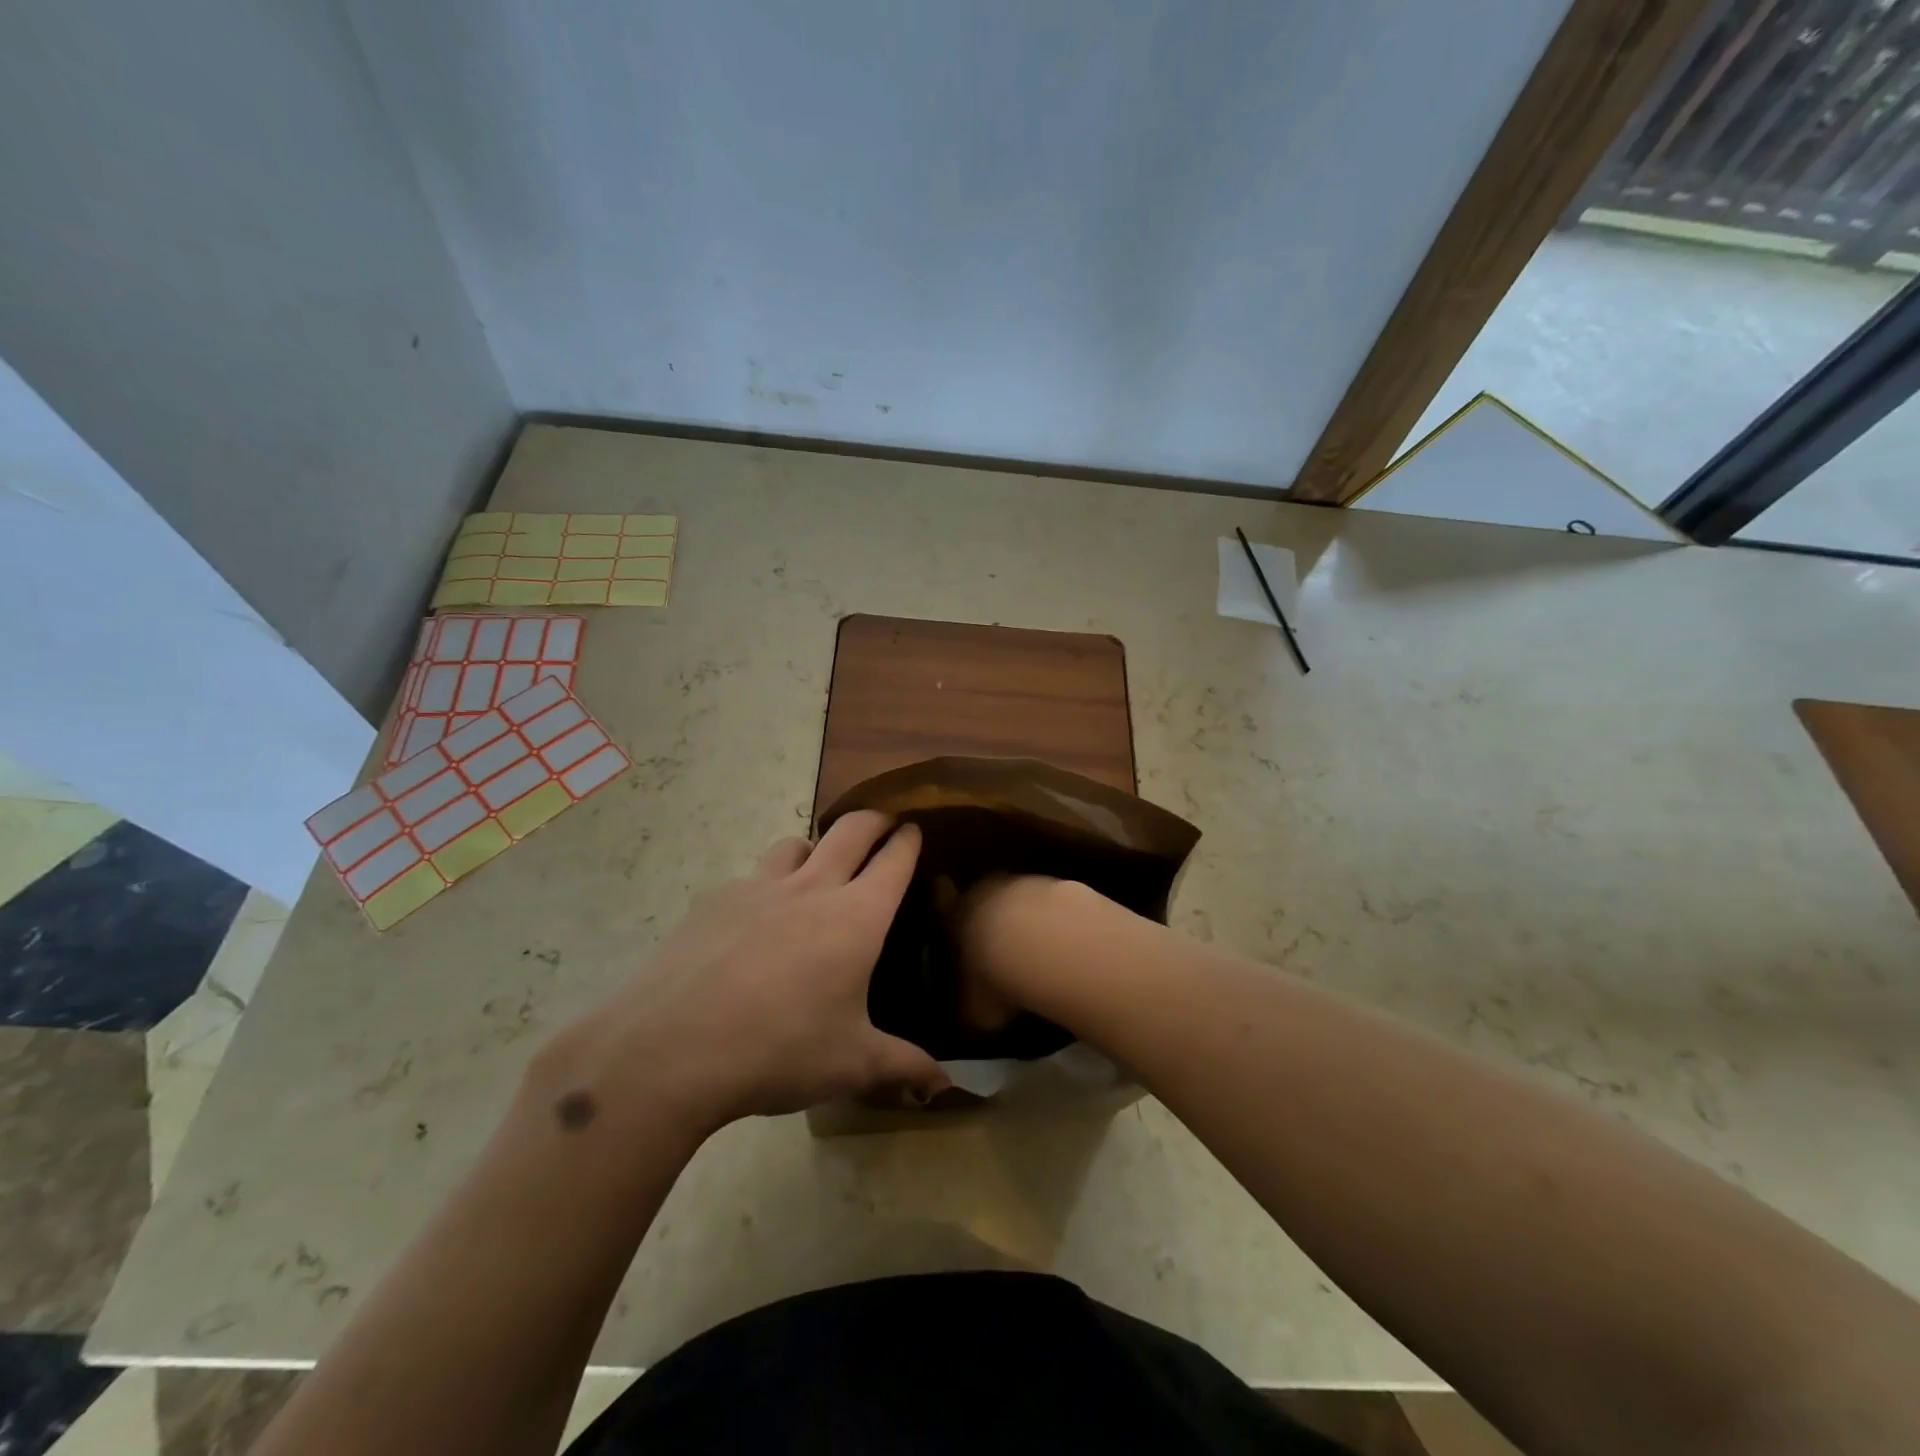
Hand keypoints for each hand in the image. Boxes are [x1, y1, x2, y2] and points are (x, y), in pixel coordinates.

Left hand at [537, 812, 948, 1134]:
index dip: (908, 840)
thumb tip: (945, 1086)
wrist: (670, 1050)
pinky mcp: (713, 901)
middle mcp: (811, 888)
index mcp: (855, 917)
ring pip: (795, 844)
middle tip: (883, 823)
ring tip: (816, 868)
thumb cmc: (779, 1051)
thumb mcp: (851, 1065)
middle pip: (850, 829)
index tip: (915, 828)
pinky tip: (753, 921)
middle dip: (873, 819)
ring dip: (815, 847)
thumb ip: (904, 1067)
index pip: (893, 860)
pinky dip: (764, 885)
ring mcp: (757, 889)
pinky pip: (749, 878)